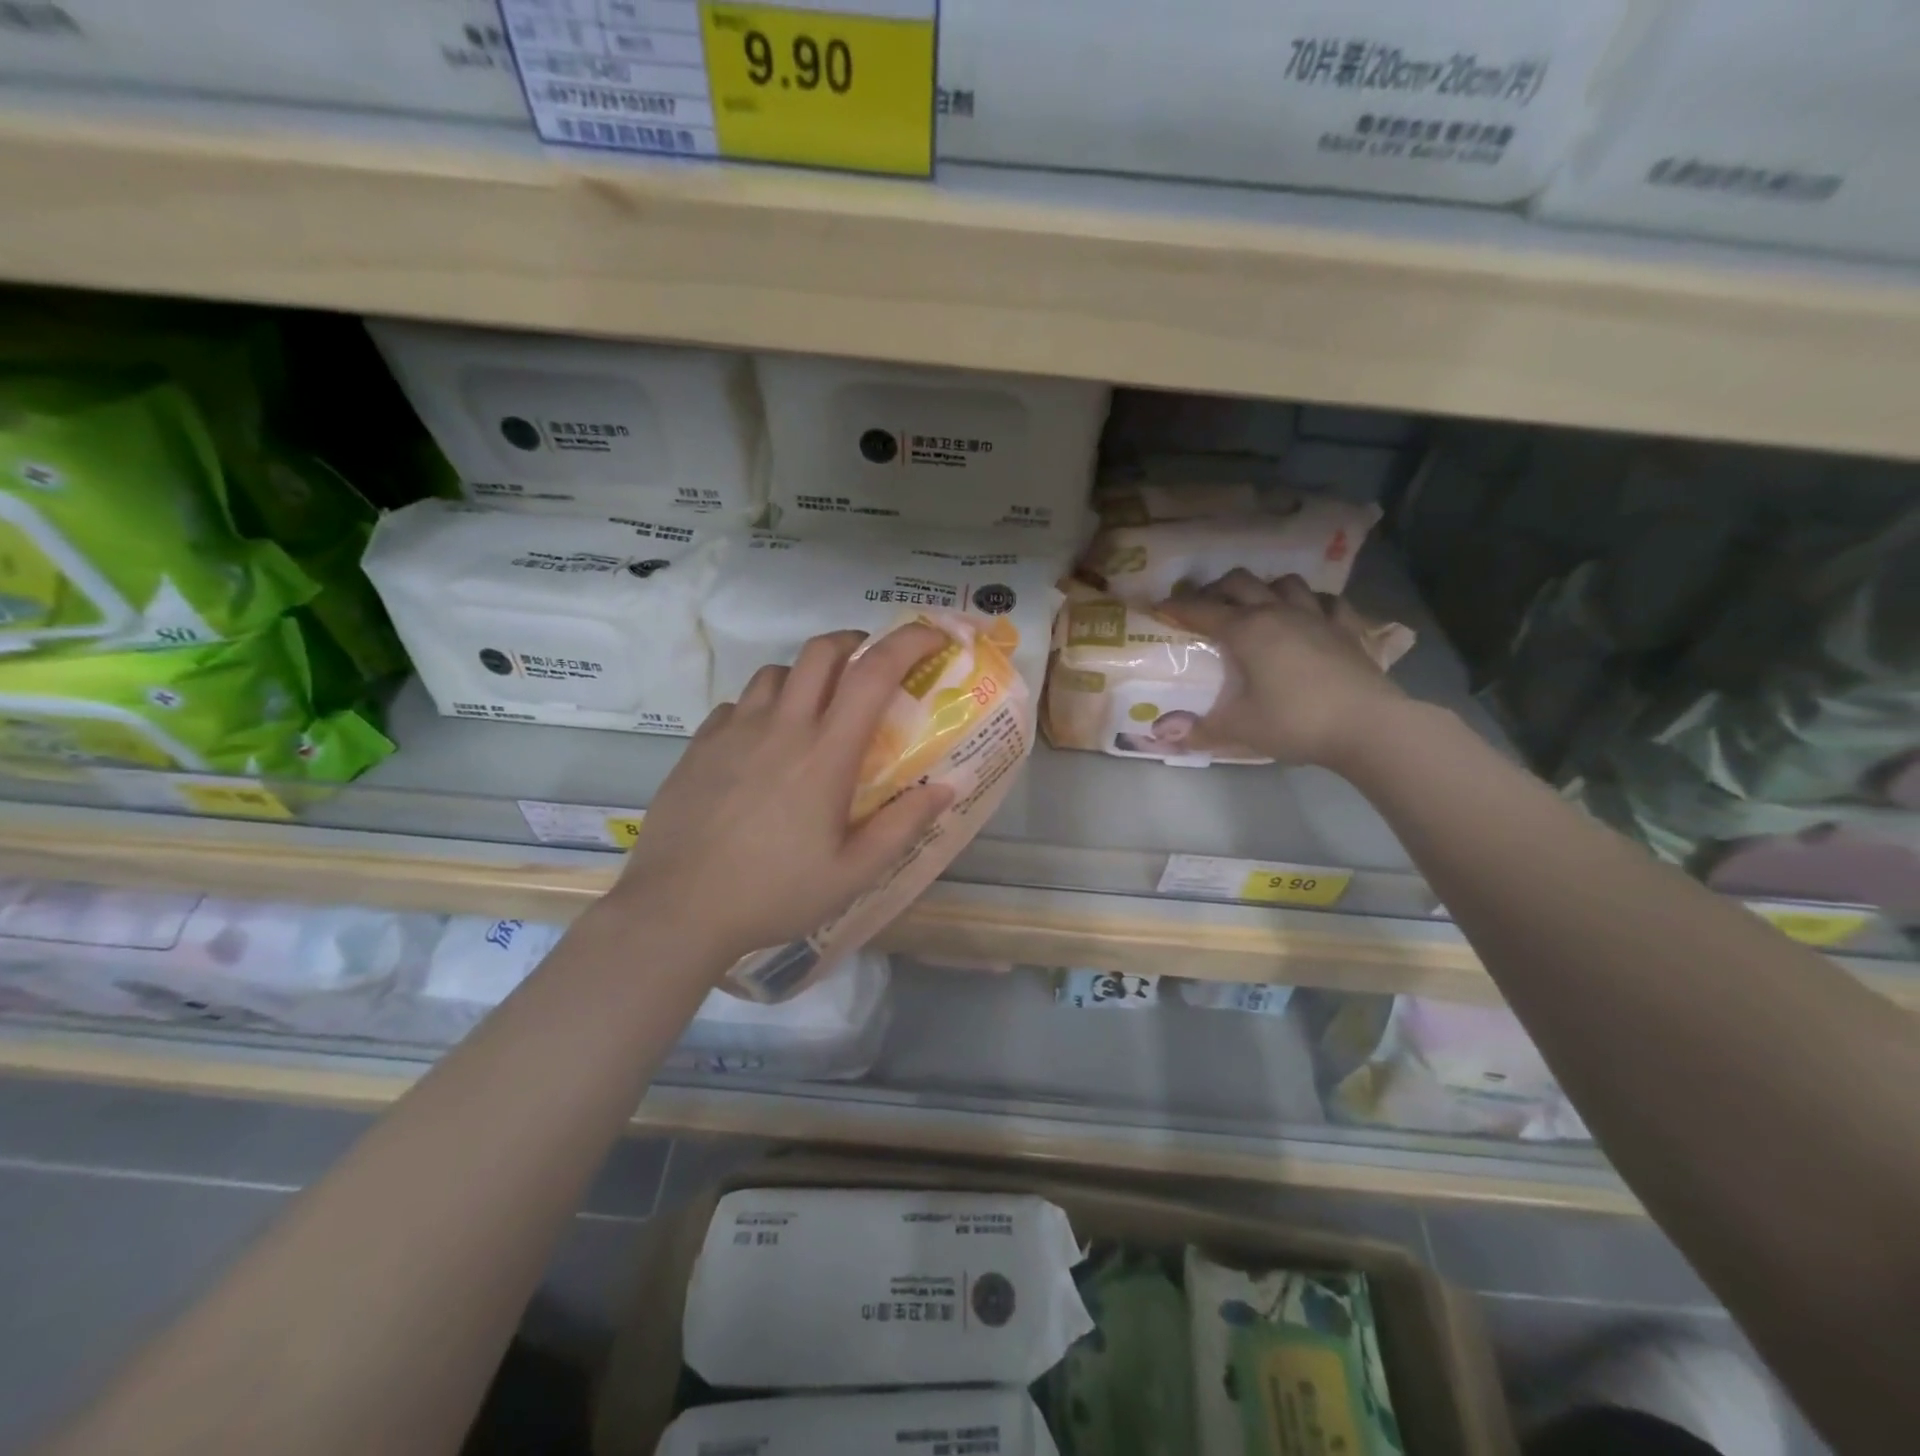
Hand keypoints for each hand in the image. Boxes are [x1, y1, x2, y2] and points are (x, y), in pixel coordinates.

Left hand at [613, 624, 953, 963]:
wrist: (677, 909)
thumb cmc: (773, 892)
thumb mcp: (852, 873)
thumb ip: (902, 826)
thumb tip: (945, 789)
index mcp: (825, 753)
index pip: (873, 673)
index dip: (908, 642)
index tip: (932, 638)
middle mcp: (781, 726)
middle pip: (820, 651)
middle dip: (854, 642)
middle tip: (869, 665)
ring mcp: (735, 730)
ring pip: (776, 672)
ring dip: (806, 675)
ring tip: (815, 708)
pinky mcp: (700, 744)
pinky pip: (739, 703)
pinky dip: (763, 706)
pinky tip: (763, 742)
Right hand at [1160, 570, 1407, 767]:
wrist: (1368, 726)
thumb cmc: (1294, 722)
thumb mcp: (1239, 729)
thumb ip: (1199, 730)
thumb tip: (1163, 735)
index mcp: (1247, 631)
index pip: (1201, 610)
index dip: (1176, 607)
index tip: (1158, 607)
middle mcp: (1278, 613)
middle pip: (1240, 582)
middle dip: (1216, 589)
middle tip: (1204, 606)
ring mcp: (1317, 616)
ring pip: (1285, 583)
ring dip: (1265, 589)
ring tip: (1256, 606)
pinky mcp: (1348, 628)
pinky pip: (1328, 601)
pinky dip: (1312, 602)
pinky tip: (1309, 615)